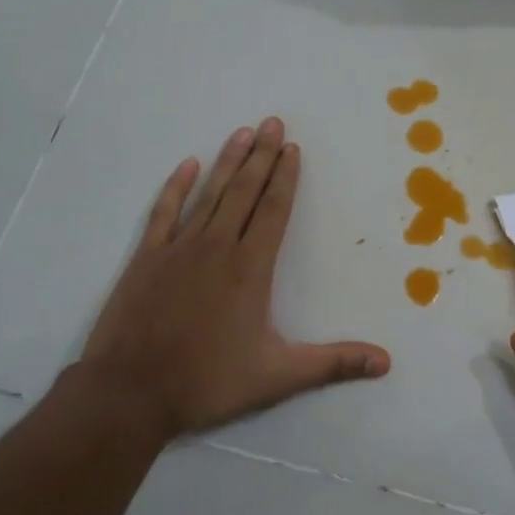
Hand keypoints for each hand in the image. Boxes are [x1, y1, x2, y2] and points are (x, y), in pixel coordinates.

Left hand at [76, 118, 390, 439]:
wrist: (128, 393)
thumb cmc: (207, 381)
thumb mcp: (278, 377)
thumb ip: (333, 364)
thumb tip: (386, 362)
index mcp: (250, 268)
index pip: (273, 211)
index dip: (286, 178)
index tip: (293, 148)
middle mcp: (217, 248)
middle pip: (244, 192)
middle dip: (262, 156)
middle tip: (273, 122)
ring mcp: (178, 249)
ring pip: (209, 194)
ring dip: (228, 162)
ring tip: (243, 132)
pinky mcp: (146, 258)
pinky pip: (164, 212)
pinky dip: (176, 187)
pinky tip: (187, 165)